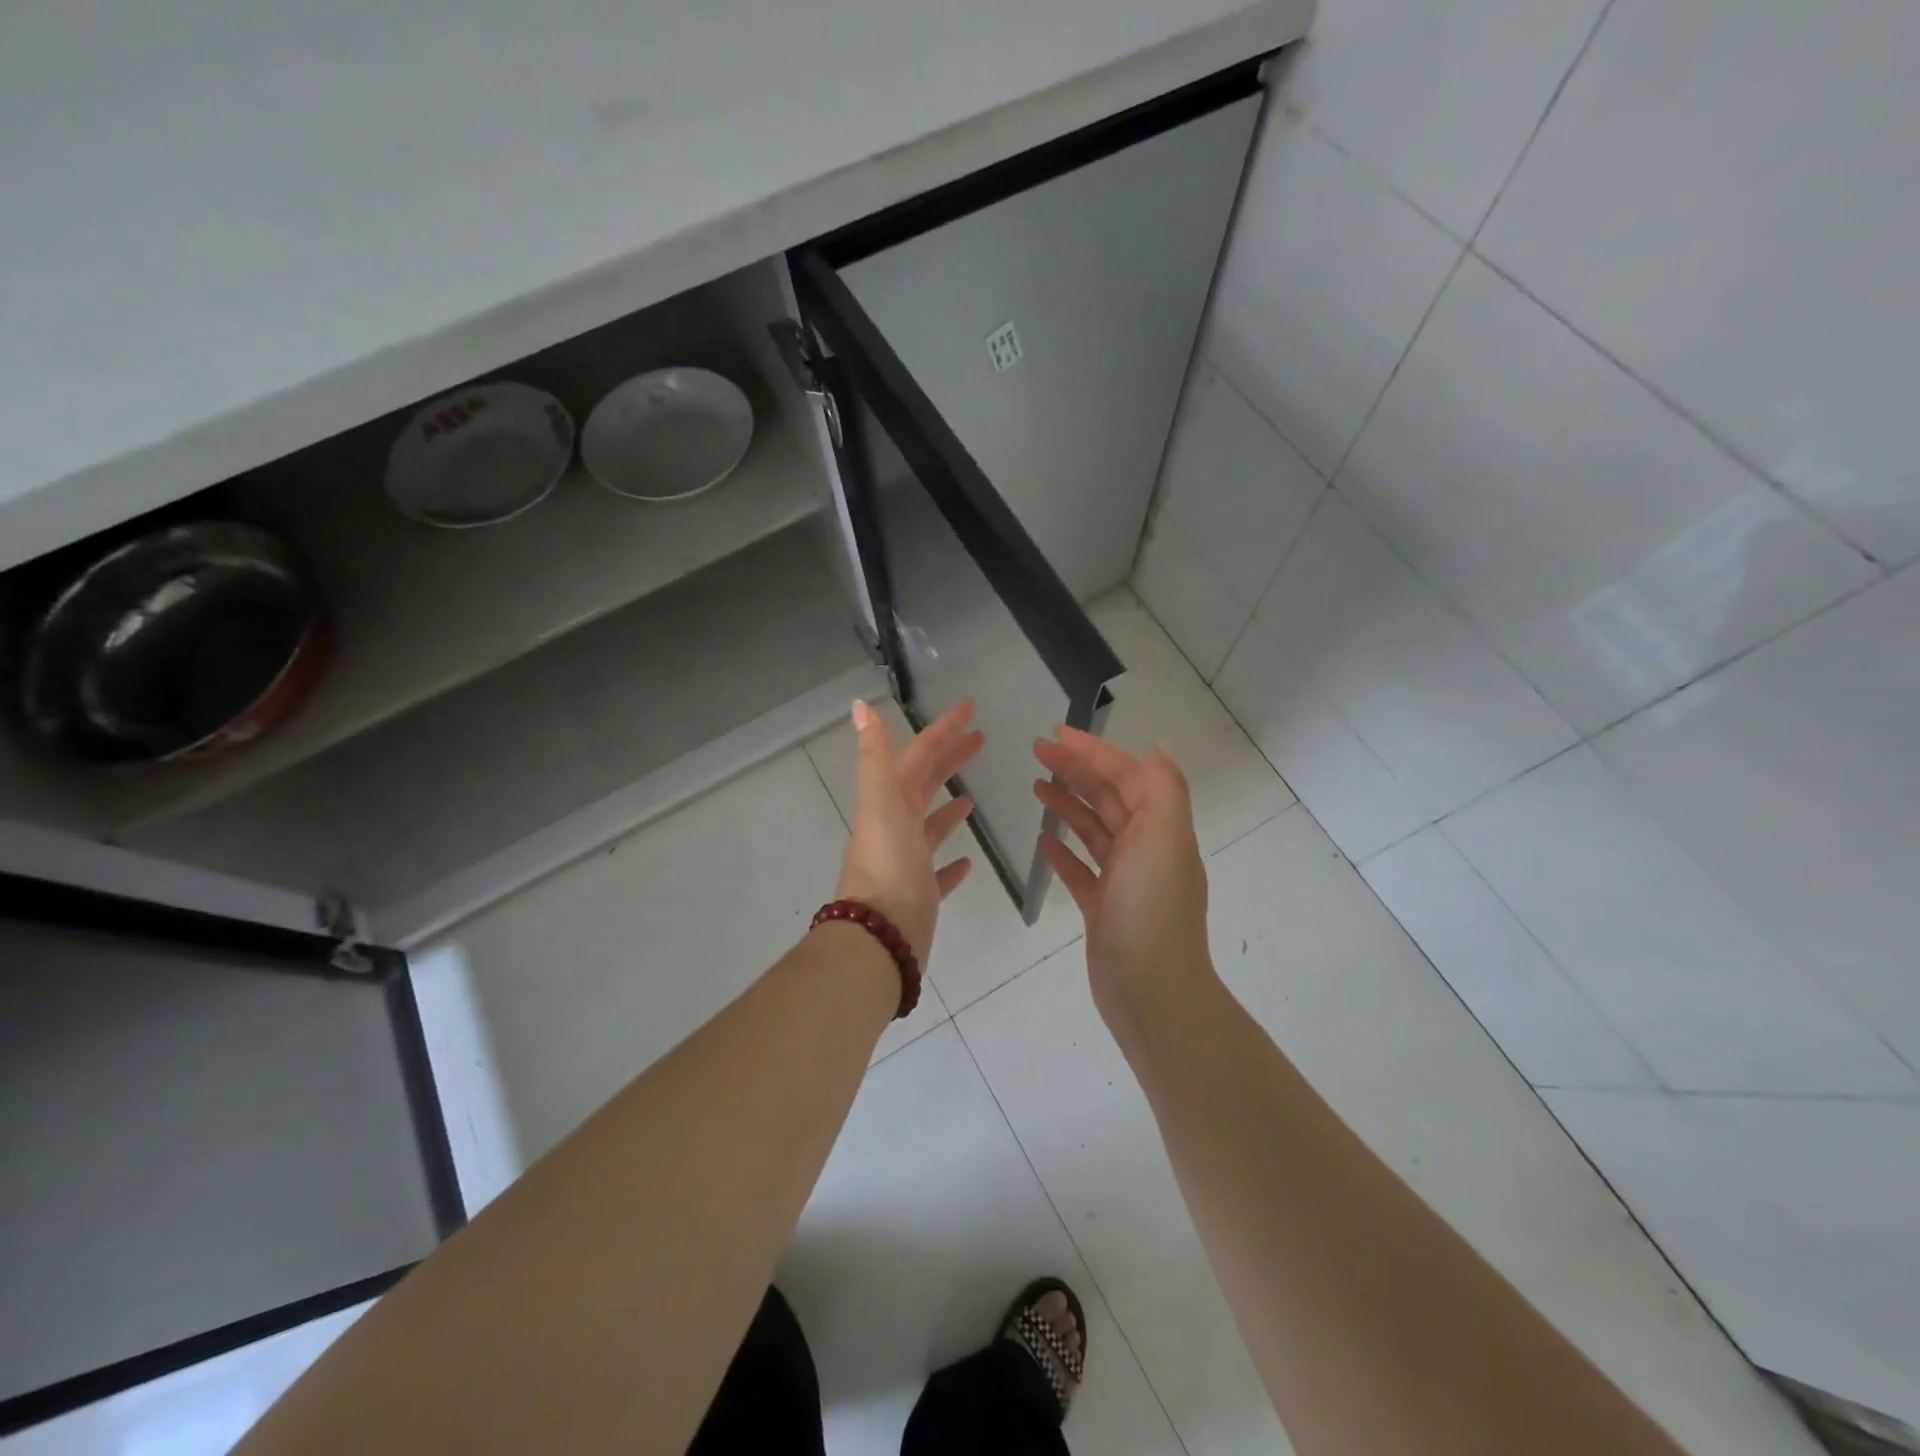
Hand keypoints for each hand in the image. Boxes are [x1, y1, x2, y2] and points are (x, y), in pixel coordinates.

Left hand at [835, 700, 982, 966]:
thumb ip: (875, 756)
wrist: (880, 936)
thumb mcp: (881, 803)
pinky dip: (952, 862)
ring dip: (948, 808)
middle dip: (950, 759)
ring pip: (930, 827)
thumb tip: (860, 705)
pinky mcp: (921, 893)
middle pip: (925, 783)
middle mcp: (896, 827)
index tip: (970, 707)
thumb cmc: (888, 865)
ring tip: (972, 798)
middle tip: (981, 740)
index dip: (942, 729)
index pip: (919, 754)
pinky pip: (938, 871)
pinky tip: (969, 860)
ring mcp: (908, 861)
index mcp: (889, 802)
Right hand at [1033, 730, 1211, 1019]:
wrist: (1151, 993)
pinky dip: (1063, 851)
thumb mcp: (1165, 840)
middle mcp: (1146, 848)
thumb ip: (1163, 789)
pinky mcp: (1104, 908)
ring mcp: (1124, 880)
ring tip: (1036, 786)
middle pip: (1108, 797)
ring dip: (1068, 804)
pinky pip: (1081, 870)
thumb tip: (1160, 744)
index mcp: (1161, 828)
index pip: (1127, 776)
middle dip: (1075, 770)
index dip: (1094, 752)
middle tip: (1036, 750)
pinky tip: (1042, 841)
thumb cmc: (1153, 911)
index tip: (1056, 733)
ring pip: (1093, 830)